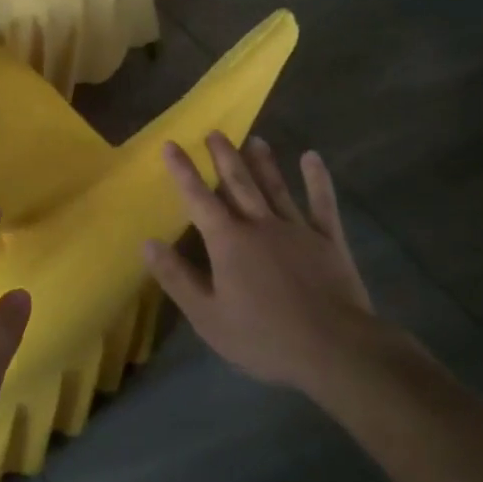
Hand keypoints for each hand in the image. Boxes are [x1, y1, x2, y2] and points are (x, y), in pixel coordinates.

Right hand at [144, 133, 380, 397]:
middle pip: (238, 183)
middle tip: (214, 132)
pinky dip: (317, 180)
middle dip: (223, 156)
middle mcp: (260, 225)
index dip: (182, 171)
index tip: (171, 144)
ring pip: (275, 187)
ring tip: (254, 139)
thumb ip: (177, 277)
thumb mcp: (207, 316)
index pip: (198, 198)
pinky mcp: (328, 241)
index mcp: (228, 241)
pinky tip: (312, 159)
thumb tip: (148, 243)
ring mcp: (297, 229)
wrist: (334, 349)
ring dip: (263, 162)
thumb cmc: (264, 337)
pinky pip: (321, 204)